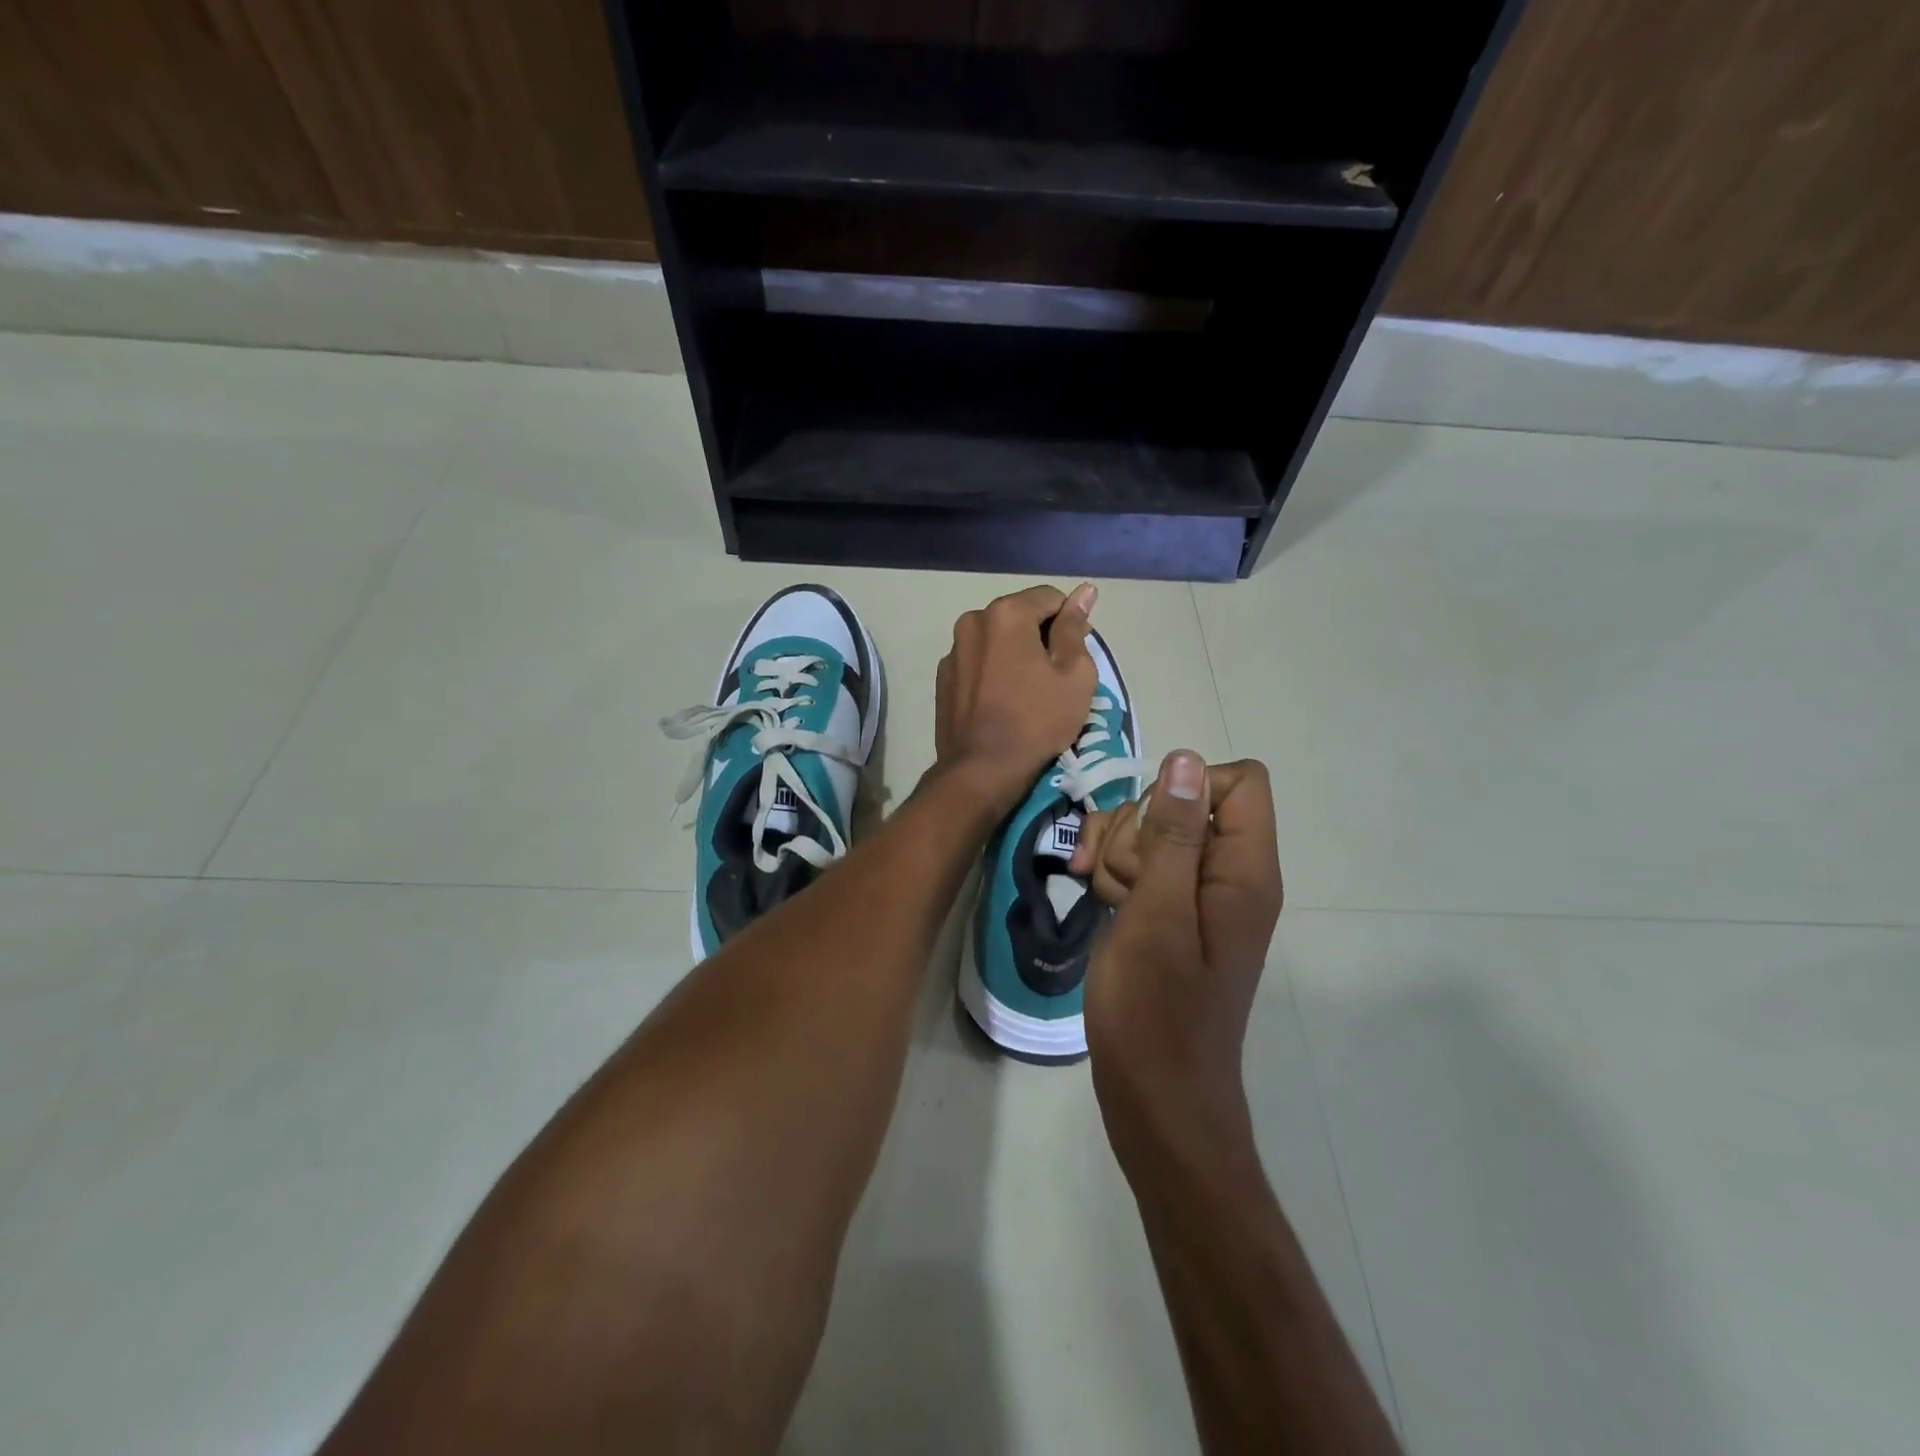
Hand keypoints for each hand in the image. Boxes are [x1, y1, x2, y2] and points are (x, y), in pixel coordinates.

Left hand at [935, 583, 1098, 816]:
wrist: (982, 769)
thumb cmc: (1037, 720)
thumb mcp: (1074, 674)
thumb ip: (1075, 628)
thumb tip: (1084, 591)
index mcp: (1005, 613)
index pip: (1050, 598)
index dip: (1070, 623)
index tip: (1077, 655)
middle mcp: (972, 621)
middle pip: (1019, 616)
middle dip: (1040, 636)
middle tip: (1055, 676)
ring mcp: (953, 650)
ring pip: (996, 640)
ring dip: (1014, 653)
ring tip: (1027, 691)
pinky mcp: (943, 678)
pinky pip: (977, 662)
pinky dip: (993, 671)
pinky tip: (1002, 701)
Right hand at [1073, 751, 1283, 1167]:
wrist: (1156, 1101)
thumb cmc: (1156, 1013)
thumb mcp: (1157, 915)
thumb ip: (1173, 836)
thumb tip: (1184, 760)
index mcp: (1243, 871)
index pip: (1237, 781)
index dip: (1187, 787)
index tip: (1149, 830)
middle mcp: (1226, 876)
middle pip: (1183, 801)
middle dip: (1137, 827)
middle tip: (1119, 881)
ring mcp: (1194, 897)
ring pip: (1151, 831)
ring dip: (1115, 851)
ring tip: (1103, 897)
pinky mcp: (1167, 915)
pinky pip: (1139, 865)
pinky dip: (1113, 872)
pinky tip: (1094, 896)